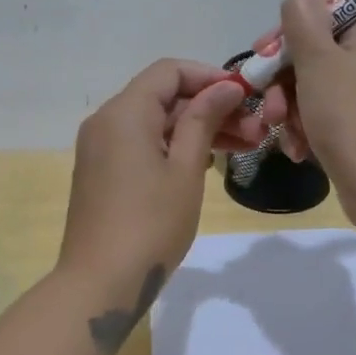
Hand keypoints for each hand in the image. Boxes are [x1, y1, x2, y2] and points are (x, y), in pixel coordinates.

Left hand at [58, 60, 246, 297]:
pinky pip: (141, 143)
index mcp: (124, 112)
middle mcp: (106, 121)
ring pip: (155, 122)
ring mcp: (100, 147)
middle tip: (255, 130)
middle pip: (163, 96)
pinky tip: (208, 162)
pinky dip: (173, 146)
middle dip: (210, 107)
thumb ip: (203, 120)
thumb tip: (225, 87)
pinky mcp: (102, 171)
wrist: (99, 283)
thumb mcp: (185, 170)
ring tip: (245, 147)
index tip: (246, 96)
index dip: (210, 77)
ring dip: (196, 128)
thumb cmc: (150, 224)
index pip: (170, 71)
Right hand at [258, 0, 355, 229]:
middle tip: (269, 105)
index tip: (262, 54)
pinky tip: (298, 150)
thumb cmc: (349, 114)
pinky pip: (326, 114)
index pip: (324, 13)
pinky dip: (308, 128)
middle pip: (316, 53)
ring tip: (282, 132)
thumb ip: (303, 18)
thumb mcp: (317, 59)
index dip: (288, 32)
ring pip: (315, 87)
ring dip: (291, 109)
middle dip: (284, 81)